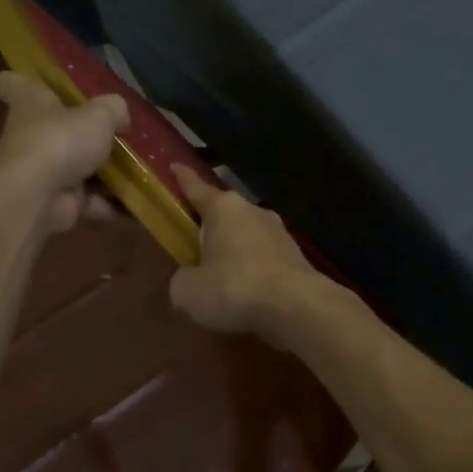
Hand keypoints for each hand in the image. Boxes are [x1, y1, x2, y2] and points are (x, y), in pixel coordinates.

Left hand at [0, 71, 127, 235]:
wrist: (38, 198)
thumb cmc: (61, 141)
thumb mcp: (99, 114)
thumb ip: (114, 110)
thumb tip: (120, 116)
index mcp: (30, 103)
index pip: (12, 83)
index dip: (22, 79)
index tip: (37, 81)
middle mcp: (31, 135)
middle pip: (53, 128)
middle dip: (83, 133)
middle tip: (119, 132)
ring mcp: (42, 172)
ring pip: (76, 168)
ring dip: (105, 173)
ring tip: (141, 170)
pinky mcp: (56, 202)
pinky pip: (89, 201)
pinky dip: (111, 204)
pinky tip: (138, 203)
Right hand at [169, 165, 322, 341]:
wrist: (297, 306)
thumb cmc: (234, 288)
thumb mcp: (188, 291)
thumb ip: (182, 279)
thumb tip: (189, 278)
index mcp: (223, 208)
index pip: (195, 187)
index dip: (182, 178)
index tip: (175, 165)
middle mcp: (252, 211)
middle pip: (223, 213)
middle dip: (208, 225)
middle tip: (192, 243)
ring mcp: (278, 232)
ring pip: (246, 236)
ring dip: (233, 250)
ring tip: (220, 277)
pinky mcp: (295, 256)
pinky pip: (263, 258)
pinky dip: (252, 271)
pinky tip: (246, 293)